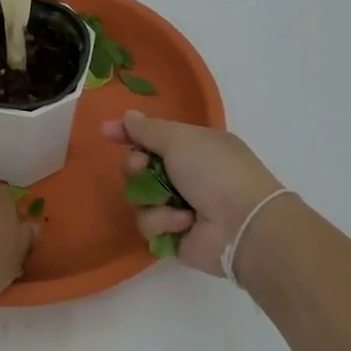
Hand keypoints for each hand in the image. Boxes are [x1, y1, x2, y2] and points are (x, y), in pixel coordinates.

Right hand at [103, 111, 286, 277]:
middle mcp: (185, 174)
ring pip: (139, 196)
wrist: (243, 225)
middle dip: (135, 166)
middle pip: (138, 166)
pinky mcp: (174, 235)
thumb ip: (148, 129)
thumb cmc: (215, 171)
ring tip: (170, 200)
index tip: (106, 132)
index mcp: (192, 146)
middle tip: (142, 166)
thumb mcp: (180, 139)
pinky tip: (184, 222)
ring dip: (151, 196)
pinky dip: (164, 221)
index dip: (128, 133)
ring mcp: (179, 205)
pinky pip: (149, 223)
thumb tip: (127, 116)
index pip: (152, 136)